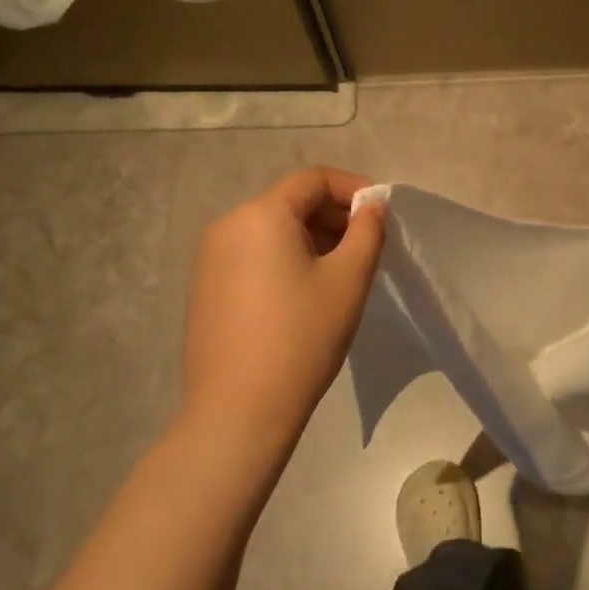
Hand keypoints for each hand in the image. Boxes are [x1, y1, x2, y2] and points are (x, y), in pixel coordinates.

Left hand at [179, 168, 385, 453]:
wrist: (238, 409)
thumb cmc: (301, 337)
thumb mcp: (348, 280)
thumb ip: (367, 232)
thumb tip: (372, 206)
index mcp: (260, 215)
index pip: (312, 179)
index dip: (353, 188)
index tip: (382, 214)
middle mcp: (228, 225)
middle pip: (290, 202)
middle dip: (333, 215)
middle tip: (368, 245)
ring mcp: (210, 257)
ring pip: (272, 229)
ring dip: (312, 237)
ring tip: (342, 271)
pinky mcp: (206, 286)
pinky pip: (253, 254)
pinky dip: (286, 257)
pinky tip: (306, 292)